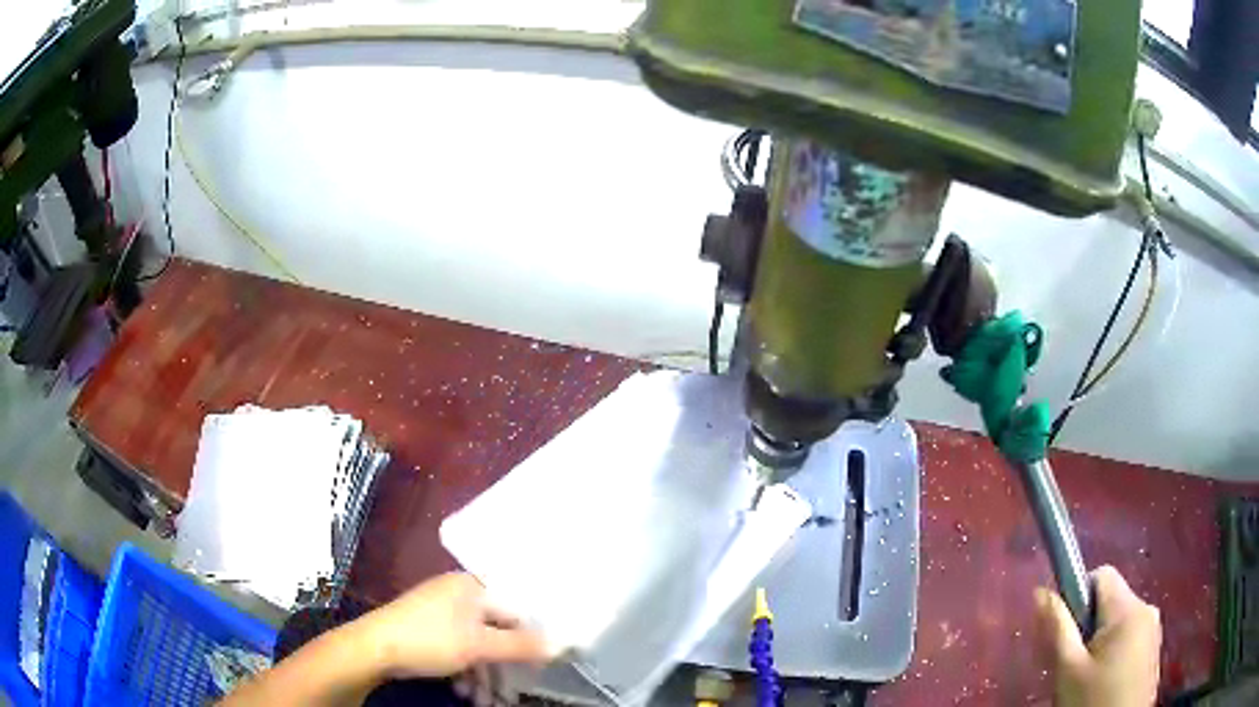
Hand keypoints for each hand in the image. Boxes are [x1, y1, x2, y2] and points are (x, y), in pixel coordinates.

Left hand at [359, 572, 549, 678]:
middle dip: (505, 664)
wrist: (373, 648)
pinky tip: (464, 690)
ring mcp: (442, 612)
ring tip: (485, 698)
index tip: (544, 662)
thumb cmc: (429, 639)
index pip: (516, 608)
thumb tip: (560, 644)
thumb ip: (520, 644)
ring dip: (485, 673)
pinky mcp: (429, 629)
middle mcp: (459, 594)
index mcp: (472, 586)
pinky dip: (466, 669)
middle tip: (513, 690)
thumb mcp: (479, 645)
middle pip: (496, 630)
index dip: (533, 636)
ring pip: (478, 644)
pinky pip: (459, 648)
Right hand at [1036, 565, 1161, 706]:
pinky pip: (1131, 639)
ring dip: (1101, 644)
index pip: (1102, 575)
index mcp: (1128, 609)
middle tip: (1072, 666)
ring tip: (1088, 680)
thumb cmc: (1093, 702)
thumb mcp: (1068, 671)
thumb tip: (1040, 592)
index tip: (1065, 632)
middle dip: (1088, 628)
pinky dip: (1115, 655)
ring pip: (1120, 624)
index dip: (1078, 596)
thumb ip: (1057, 628)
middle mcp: (1147, 609)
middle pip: (1111, 603)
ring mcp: (1154, 630)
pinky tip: (1105, 685)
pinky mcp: (1154, 650)